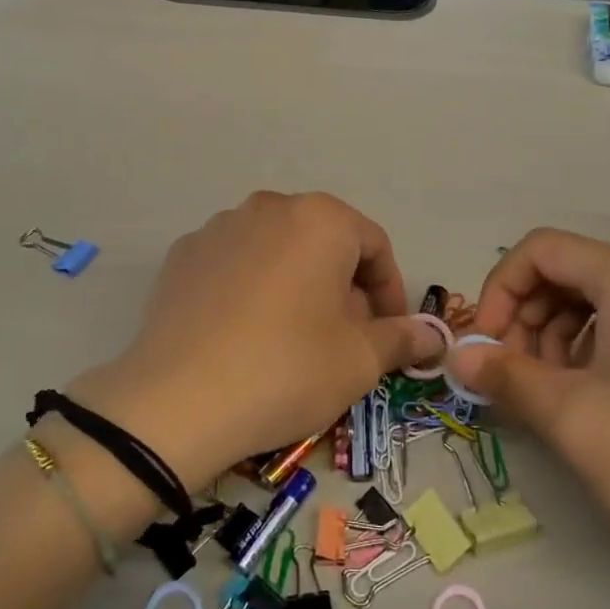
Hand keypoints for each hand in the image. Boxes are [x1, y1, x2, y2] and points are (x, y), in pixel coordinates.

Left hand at [66, 192, 445, 489]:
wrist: (176, 401)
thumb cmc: (286, 370)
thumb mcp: (359, 360)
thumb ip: (402, 338)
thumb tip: (433, 335)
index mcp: (320, 218)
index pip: (375, 245)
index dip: (391, 291)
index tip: (391, 334)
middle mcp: (269, 207)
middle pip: (325, 243)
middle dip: (344, 288)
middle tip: (345, 341)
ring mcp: (219, 227)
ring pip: (278, 251)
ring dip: (298, 285)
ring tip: (294, 338)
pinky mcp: (183, 255)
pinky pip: (236, 264)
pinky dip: (252, 289)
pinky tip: (244, 334)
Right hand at [451, 230, 609, 588]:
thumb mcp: (569, 417)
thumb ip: (504, 375)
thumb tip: (456, 357)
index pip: (543, 249)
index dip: (500, 289)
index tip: (484, 344)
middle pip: (570, 271)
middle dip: (527, 316)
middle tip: (510, 374)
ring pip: (597, 299)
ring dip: (555, 336)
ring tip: (546, 392)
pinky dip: (592, 347)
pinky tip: (586, 395)